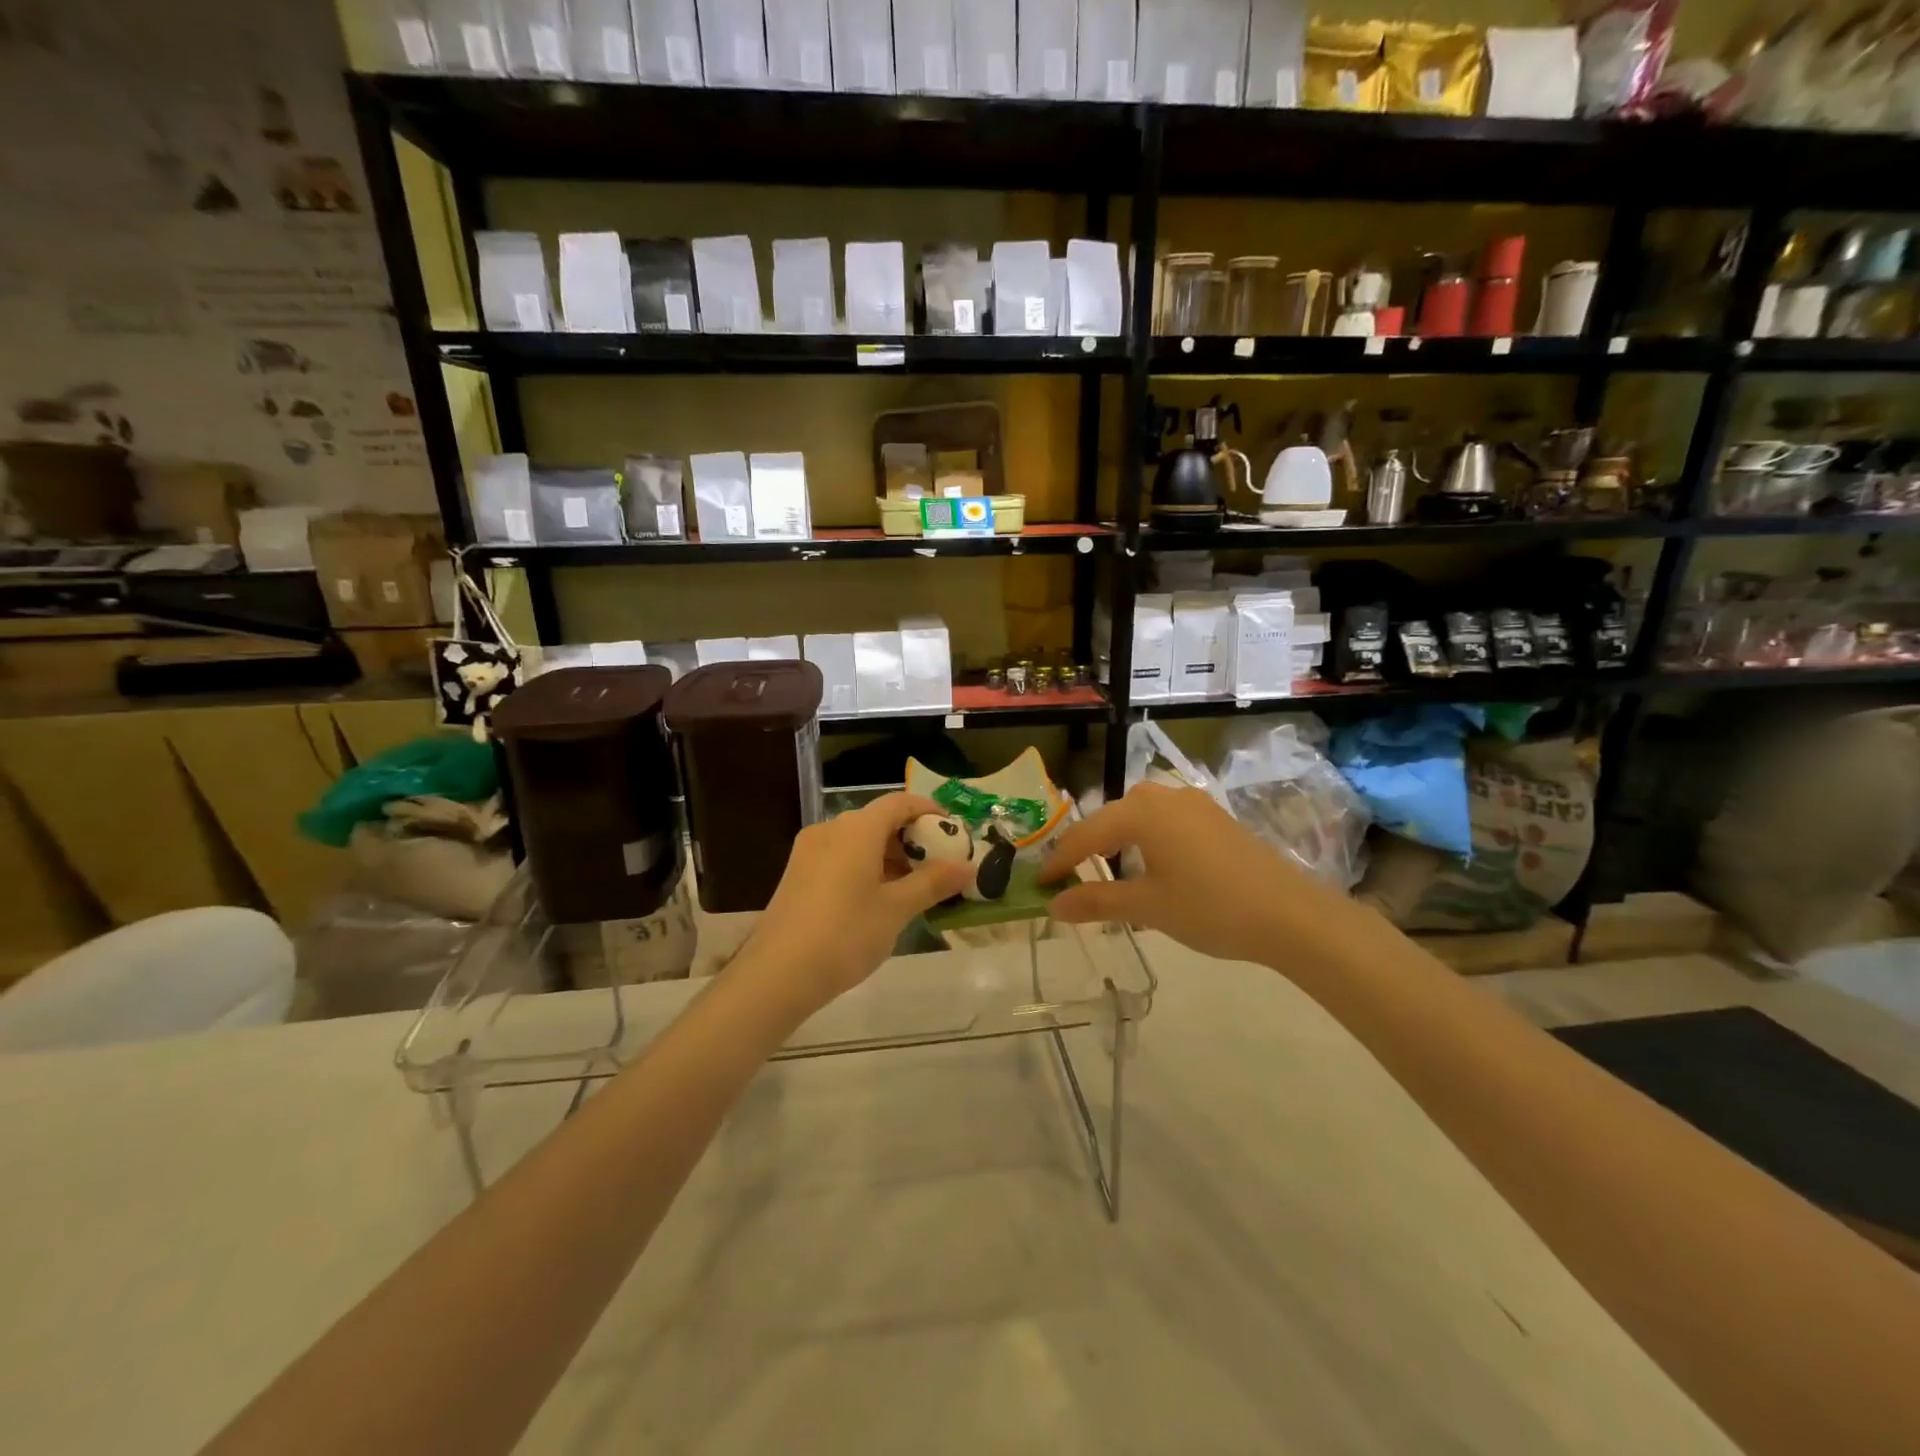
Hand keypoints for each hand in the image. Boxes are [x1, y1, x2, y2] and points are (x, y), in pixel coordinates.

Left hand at [740, 792, 974, 1010]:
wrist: (778, 975)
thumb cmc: (845, 934)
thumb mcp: (896, 909)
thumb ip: (933, 883)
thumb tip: (968, 866)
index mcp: (856, 829)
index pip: (899, 803)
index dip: (928, 810)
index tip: (952, 830)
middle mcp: (830, 830)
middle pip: (878, 821)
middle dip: (911, 839)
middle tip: (938, 866)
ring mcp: (808, 852)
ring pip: (858, 841)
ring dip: (888, 856)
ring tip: (913, 889)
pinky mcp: (797, 875)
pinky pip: (840, 858)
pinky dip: (865, 868)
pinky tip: (878, 900)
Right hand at [1039, 782, 1355, 965]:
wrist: (1290, 915)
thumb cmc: (1209, 907)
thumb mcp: (1147, 907)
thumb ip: (1096, 901)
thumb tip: (1053, 905)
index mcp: (1141, 812)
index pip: (1086, 835)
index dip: (1060, 861)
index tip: (1039, 884)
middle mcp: (1163, 797)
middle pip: (1111, 819)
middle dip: (1088, 848)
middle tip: (1070, 878)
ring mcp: (1193, 804)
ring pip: (1139, 819)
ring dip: (1119, 843)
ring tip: (1108, 874)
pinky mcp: (1215, 818)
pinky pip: (1165, 823)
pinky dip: (1147, 843)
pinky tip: (1152, 870)